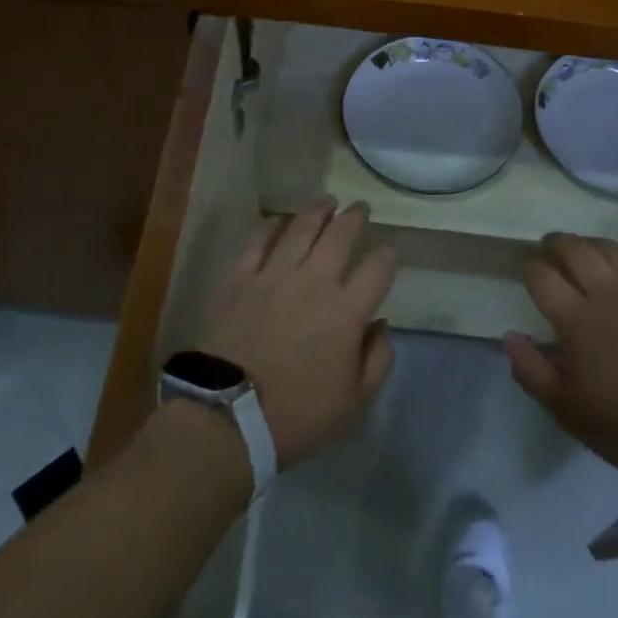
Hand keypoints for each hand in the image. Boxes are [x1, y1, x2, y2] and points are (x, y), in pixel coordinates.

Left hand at [196, 198, 398, 469]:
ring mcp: (273, 276)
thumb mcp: (355, 402)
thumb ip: (378, 359)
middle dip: (355, 217)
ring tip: (327, 200)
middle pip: (340, 236)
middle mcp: (314, 282)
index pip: (378, 269)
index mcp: (347, 311)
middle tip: (361, 207)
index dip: (388, 257)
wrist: (228, 417)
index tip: (389, 253)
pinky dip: (271, 226)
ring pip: (300, 228)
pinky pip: (257, 242)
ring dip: (317, 210)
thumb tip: (381, 325)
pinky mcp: (240, 279)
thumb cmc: (298, 416)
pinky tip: (278, 220)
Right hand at [504, 234, 617, 489]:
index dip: (527, 267)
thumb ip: (532, 371)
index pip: (542, 276)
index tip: (522, 268)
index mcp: (577, 319)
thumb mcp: (568, 411)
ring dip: (592, 244)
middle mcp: (608, 293)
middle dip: (556, 243)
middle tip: (548, 247)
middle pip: (575, 249)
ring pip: (612, 249)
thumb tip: (510, 336)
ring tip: (584, 251)